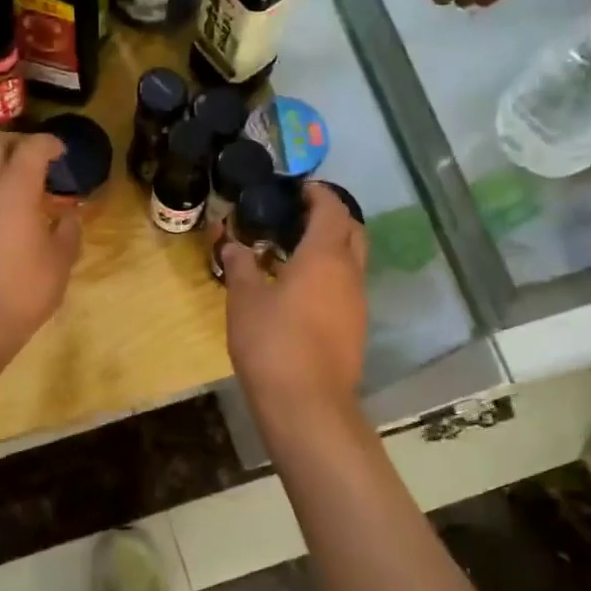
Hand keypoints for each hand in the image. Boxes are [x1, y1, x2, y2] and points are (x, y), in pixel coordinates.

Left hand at [0, 133, 81, 351]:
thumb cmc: (22, 289)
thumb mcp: (59, 262)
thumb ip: (68, 232)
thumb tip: (69, 217)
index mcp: (14, 187)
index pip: (31, 147)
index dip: (49, 144)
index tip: (62, 152)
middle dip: (19, 146)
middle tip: (40, 164)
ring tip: (22, 193)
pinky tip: (2, 220)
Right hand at [220, 182, 367, 413]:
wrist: (306, 402)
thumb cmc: (272, 341)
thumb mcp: (244, 299)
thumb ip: (240, 266)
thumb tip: (232, 243)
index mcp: (325, 256)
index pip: (332, 210)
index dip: (319, 194)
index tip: (300, 188)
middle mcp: (350, 273)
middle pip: (353, 232)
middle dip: (333, 218)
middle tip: (300, 217)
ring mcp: (357, 303)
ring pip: (353, 262)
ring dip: (332, 250)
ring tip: (295, 254)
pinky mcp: (356, 329)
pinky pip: (347, 288)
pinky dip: (330, 277)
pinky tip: (302, 291)